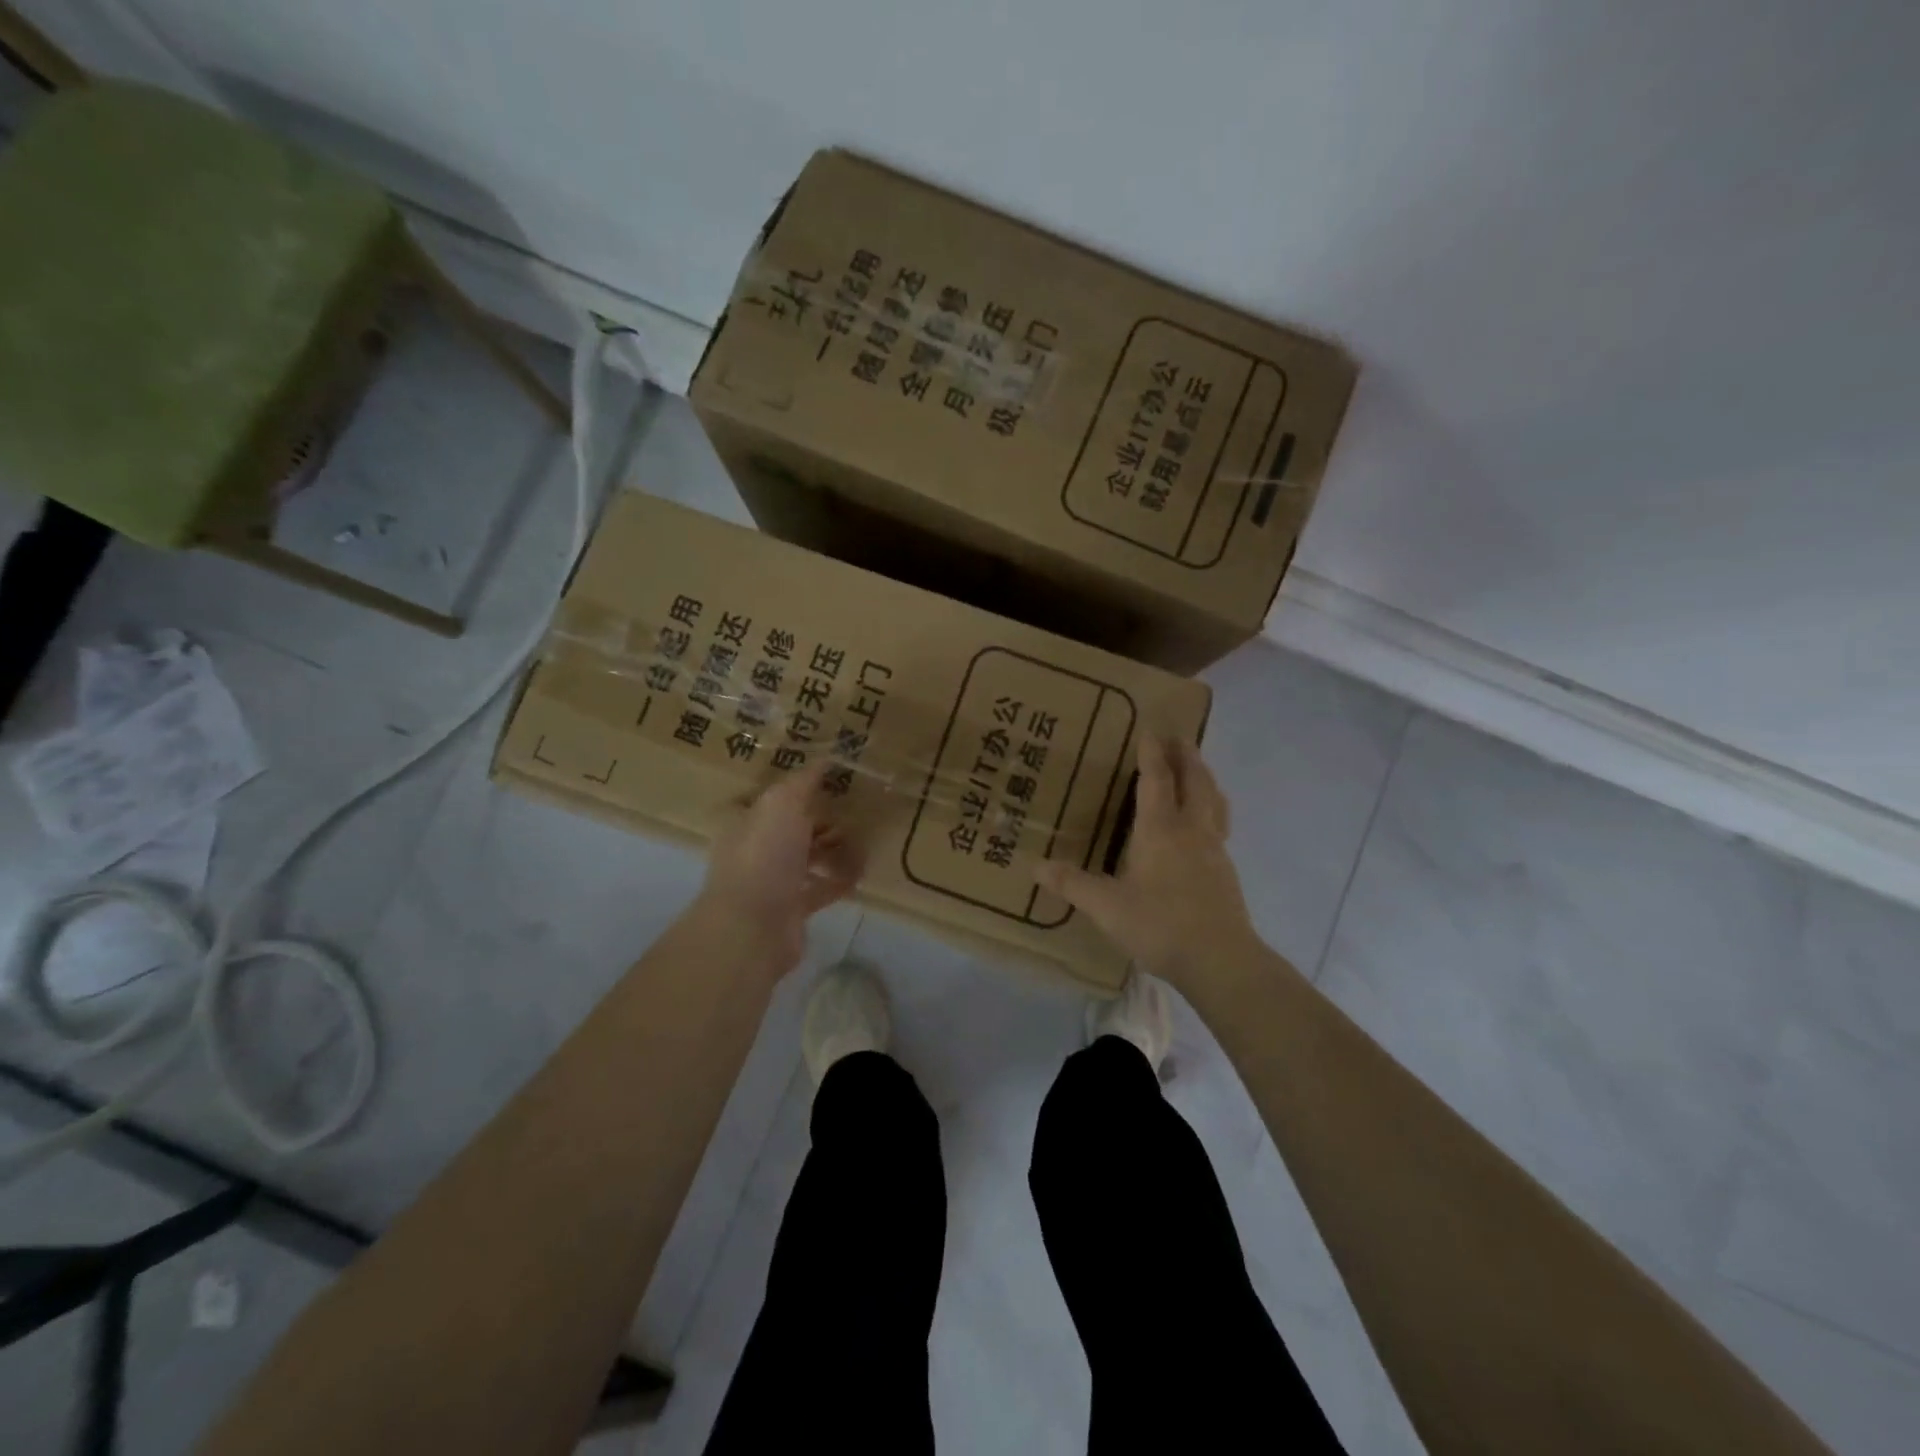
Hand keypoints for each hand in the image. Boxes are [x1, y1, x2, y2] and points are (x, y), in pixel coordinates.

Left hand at [696, 762, 863, 975]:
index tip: (827, 781)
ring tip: (863, 838)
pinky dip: (839, 880)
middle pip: (790, 828)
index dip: (795, 788)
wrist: (753, 927)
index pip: (769, 798)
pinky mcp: (791, 910)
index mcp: (743, 821)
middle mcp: (753, 850)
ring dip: (832, 849)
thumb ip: (804, 781)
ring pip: (806, 858)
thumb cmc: (764, 855)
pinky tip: (861, 871)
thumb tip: (825, 757)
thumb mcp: (783, 804)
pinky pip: (820, 889)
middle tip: (853, 808)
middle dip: (819, 819)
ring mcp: (771, 882)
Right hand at [1034, 735, 1257, 989]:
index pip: (1157, 779)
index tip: (1151, 728)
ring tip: (1198, 770)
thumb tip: (1035, 866)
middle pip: (1195, 781)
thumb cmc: (1160, 924)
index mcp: (1161, 829)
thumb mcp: (1106, 906)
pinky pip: (1220, 824)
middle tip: (1180, 737)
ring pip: (1214, 800)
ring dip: (1205, 778)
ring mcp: (1214, 849)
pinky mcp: (1226, 871)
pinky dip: (1212, 809)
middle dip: (1187, 756)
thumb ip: (1072, 884)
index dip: (1152, 753)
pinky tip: (1205, 826)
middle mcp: (1192, 830)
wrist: (1221, 960)